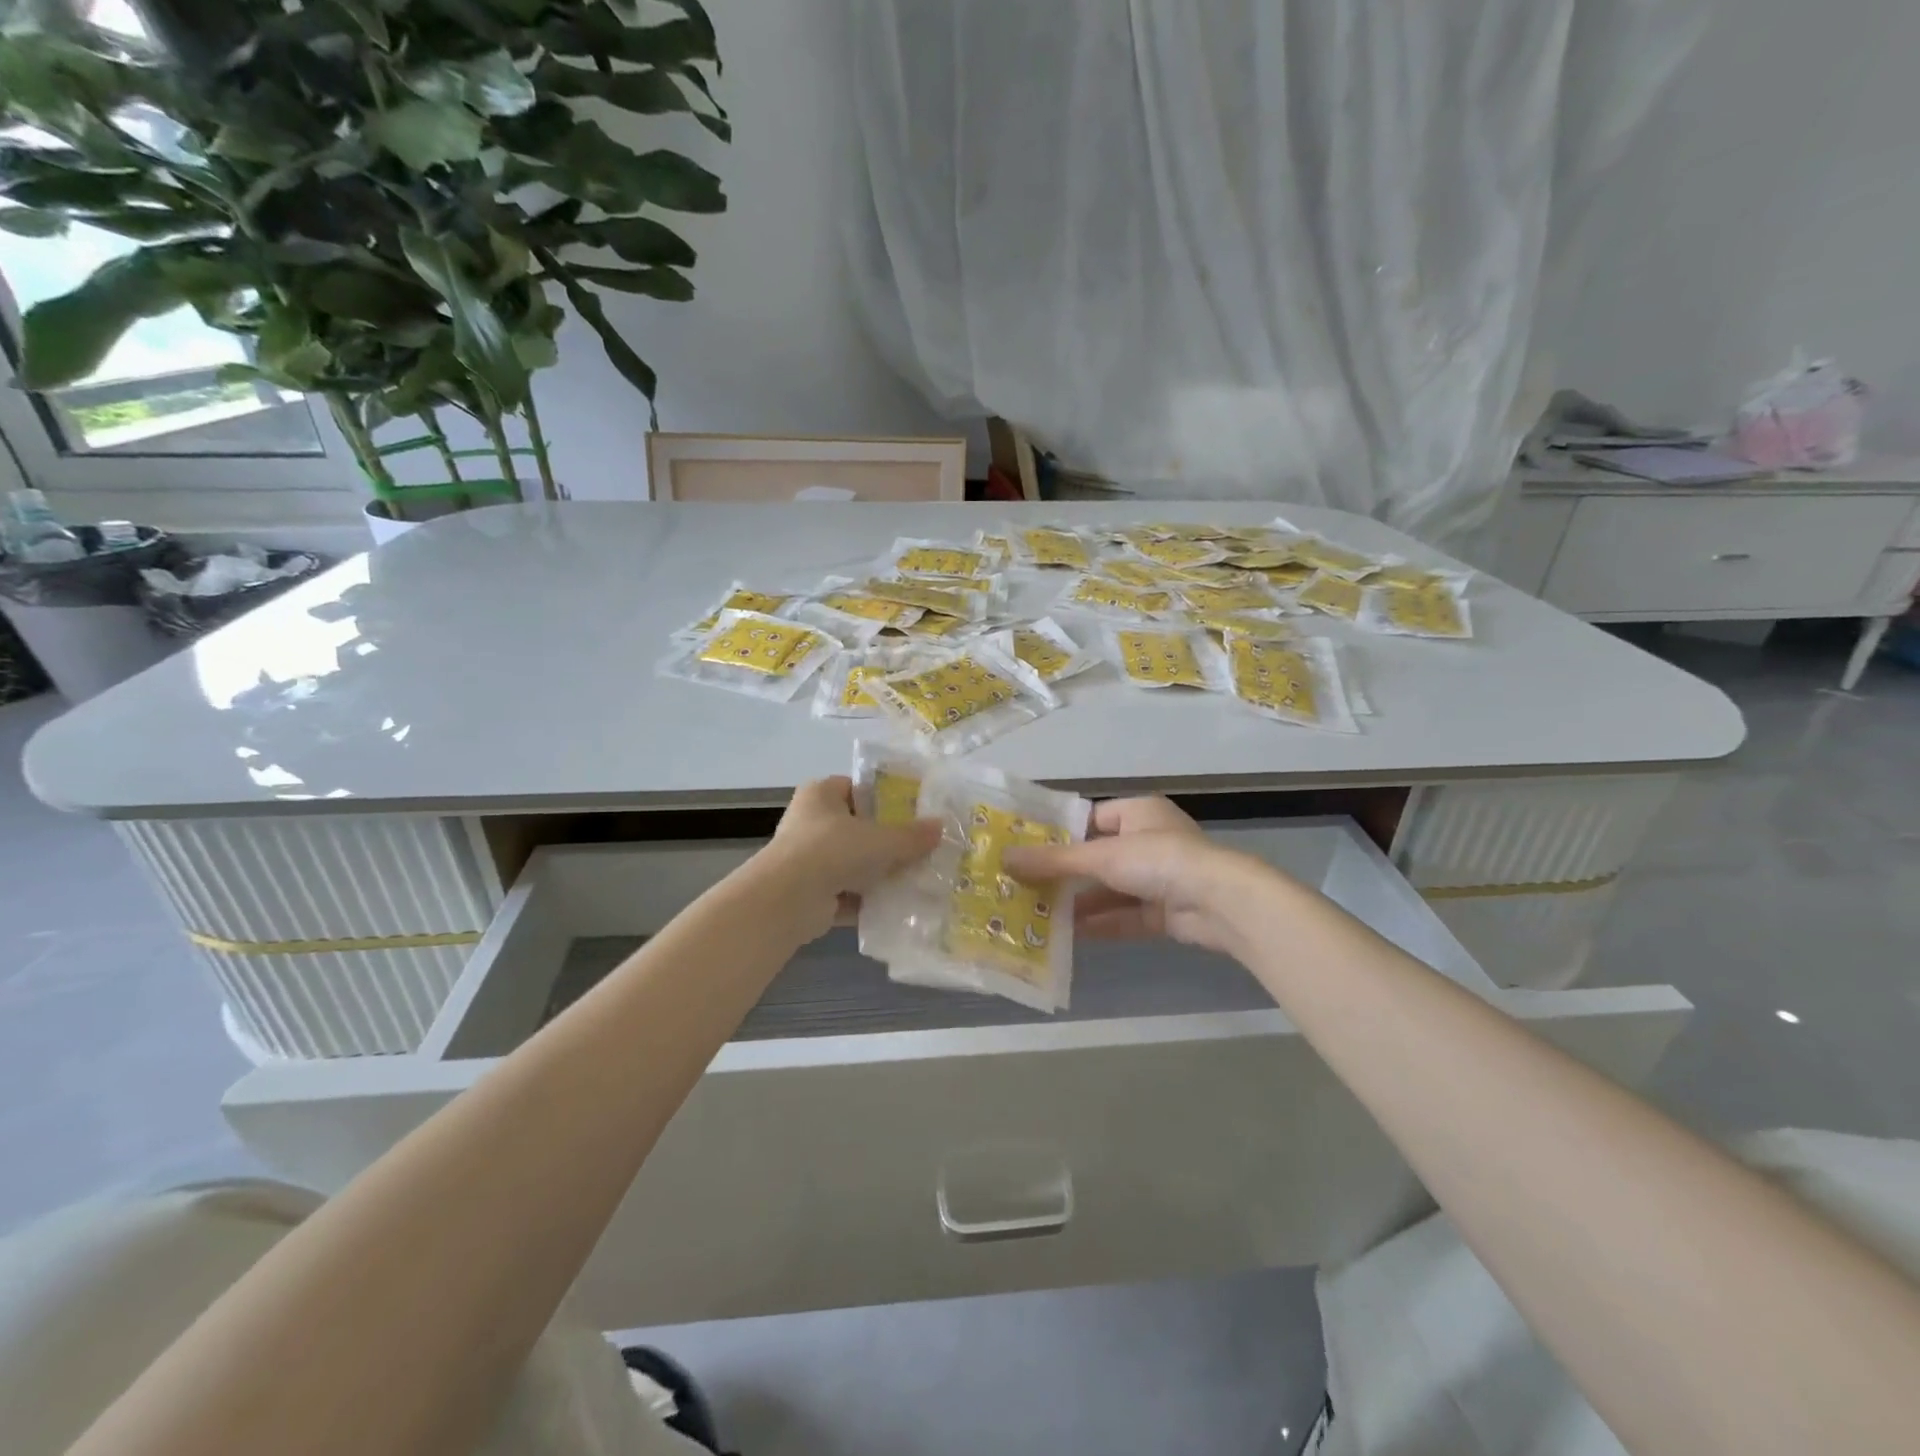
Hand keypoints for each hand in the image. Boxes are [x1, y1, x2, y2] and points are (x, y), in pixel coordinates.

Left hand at [758, 776, 940, 940]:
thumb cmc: (832, 850)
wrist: (787, 900)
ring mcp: (808, 859)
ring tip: (918, 878)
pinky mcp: (810, 893)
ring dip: (880, 873)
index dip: (886, 798)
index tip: (915, 812)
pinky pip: (848, 893)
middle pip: (858, 828)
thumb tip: (941, 827)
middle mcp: (810, 822)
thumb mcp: (881, 839)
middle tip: (922, 848)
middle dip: (887, 841)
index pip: (857, 788)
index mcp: (821, 794)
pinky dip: (869, 900)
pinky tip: (899, 906)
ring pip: (854, 863)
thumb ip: (911, 835)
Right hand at [1002, 796, 1262, 955]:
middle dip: (1065, 874)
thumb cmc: (1159, 860)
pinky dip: (1100, 923)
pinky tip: (1067, 935)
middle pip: (1098, 857)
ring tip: (1038, 914)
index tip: (1026, 851)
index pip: (1091, 818)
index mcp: (1139, 813)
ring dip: (1079, 902)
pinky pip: (1125, 915)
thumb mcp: (1100, 857)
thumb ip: (1053, 861)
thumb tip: (1004, 858)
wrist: (1221, 903)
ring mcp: (1160, 878)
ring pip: (1110, 890)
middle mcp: (1150, 841)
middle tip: (1025, 886)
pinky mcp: (1166, 912)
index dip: (1060, 834)